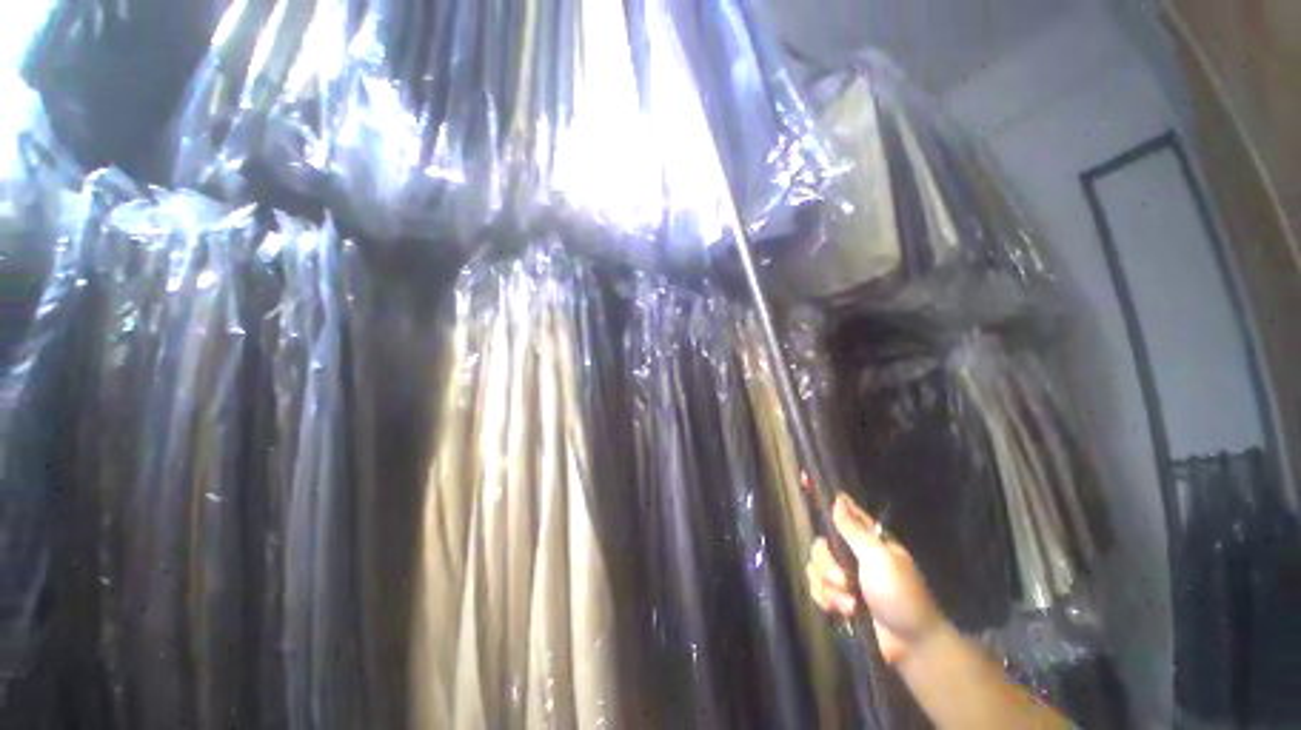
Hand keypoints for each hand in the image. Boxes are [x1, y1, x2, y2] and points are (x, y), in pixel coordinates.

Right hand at [806, 494, 944, 663]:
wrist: (910, 645)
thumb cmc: (901, 596)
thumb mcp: (880, 560)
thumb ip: (855, 530)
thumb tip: (838, 497)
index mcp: (865, 538)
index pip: (840, 509)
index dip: (822, 497)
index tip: (802, 481)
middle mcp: (851, 552)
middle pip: (819, 545)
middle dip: (828, 568)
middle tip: (846, 582)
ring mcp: (843, 575)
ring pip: (814, 569)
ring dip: (830, 590)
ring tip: (851, 605)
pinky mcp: (837, 596)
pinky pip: (815, 589)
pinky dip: (827, 602)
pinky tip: (844, 613)